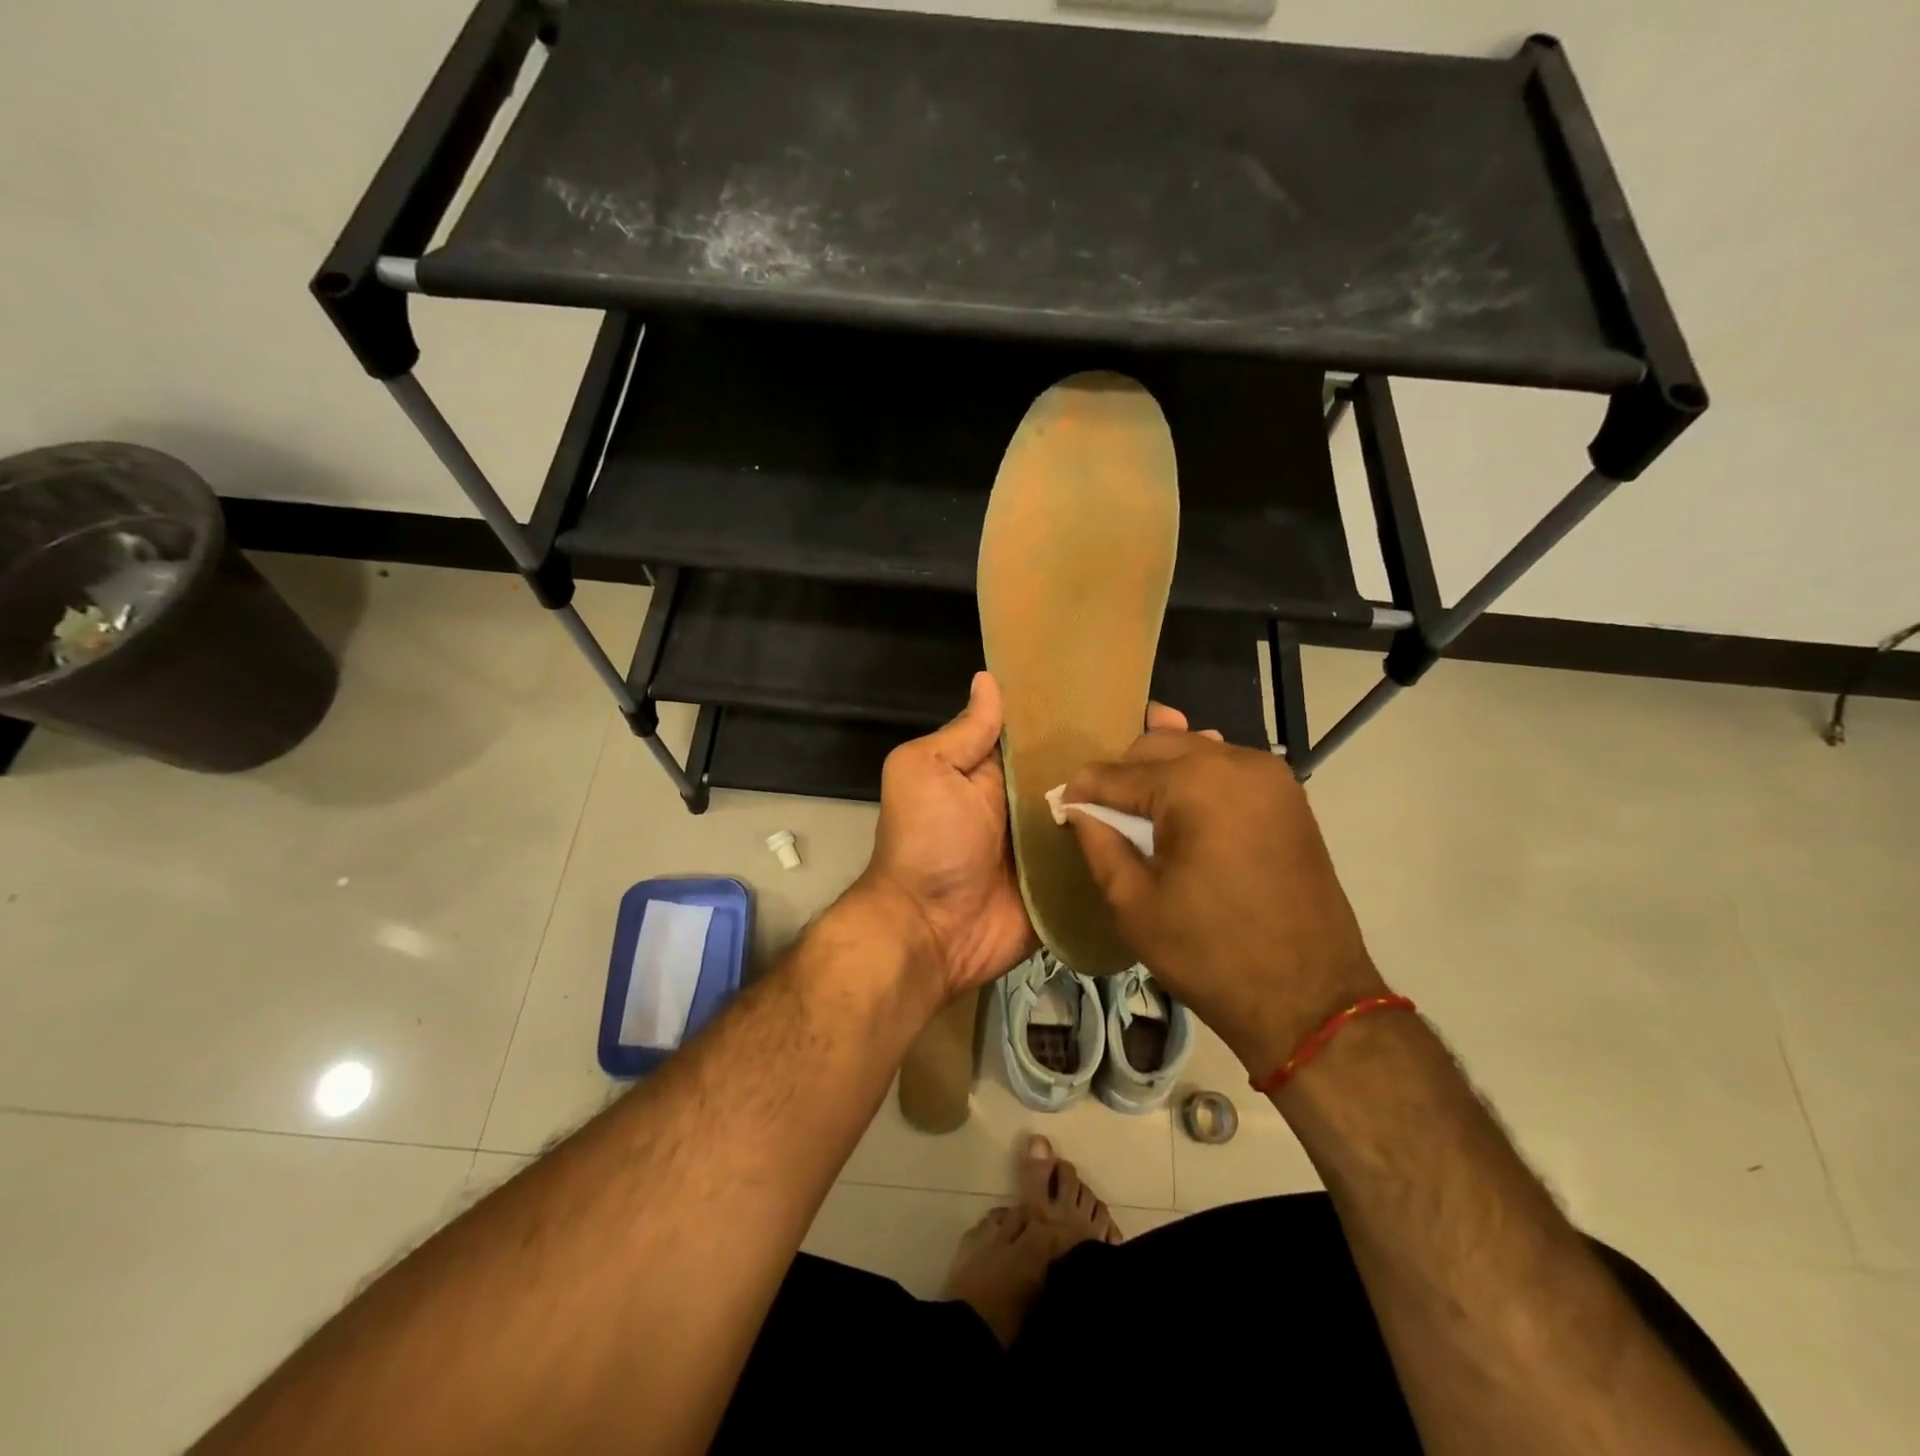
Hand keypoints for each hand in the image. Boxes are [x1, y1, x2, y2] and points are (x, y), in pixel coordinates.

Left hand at [852, 673, 1198, 1002]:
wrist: (931, 933)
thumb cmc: (927, 843)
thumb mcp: (927, 772)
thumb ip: (964, 733)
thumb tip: (989, 679)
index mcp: (1002, 768)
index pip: (1054, 730)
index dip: (1091, 711)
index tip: (1144, 697)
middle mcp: (1034, 800)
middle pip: (1090, 768)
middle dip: (1135, 751)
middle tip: (1195, 734)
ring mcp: (1058, 842)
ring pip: (1108, 810)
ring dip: (1148, 795)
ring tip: (1207, 772)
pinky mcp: (1073, 880)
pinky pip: (1109, 856)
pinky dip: (1139, 844)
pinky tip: (1194, 829)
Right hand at [1064, 733, 1385, 1076]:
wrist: (1310, 999)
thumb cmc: (1210, 954)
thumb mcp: (1134, 904)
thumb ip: (1099, 842)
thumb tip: (1077, 808)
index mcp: (1195, 785)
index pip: (1118, 773)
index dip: (1083, 789)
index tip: (1060, 806)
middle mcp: (1236, 763)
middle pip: (1158, 746)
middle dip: (1123, 774)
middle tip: (1101, 813)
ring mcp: (1270, 776)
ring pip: (1195, 750)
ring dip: (1161, 772)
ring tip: (1139, 812)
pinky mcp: (1289, 795)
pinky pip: (1228, 768)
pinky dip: (1198, 779)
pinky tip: (1183, 808)